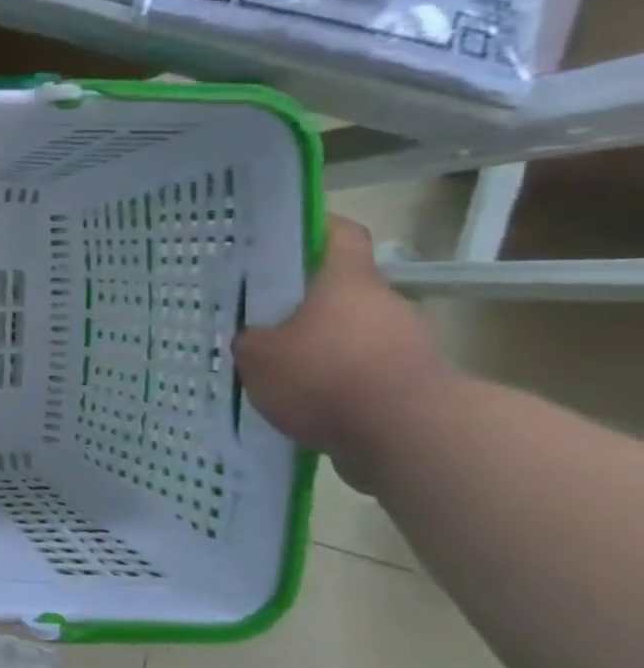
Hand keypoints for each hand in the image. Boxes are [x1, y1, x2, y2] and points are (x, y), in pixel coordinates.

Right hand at [233, 216, 448, 486]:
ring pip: (351, 334)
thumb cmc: (326, 376)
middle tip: (259, 321)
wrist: (414, 437)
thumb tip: (256, 338)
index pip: (339, 235)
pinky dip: (337, 384)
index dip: (313, 230)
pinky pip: (364, 373)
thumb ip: (251, 340)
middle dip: (302, 305)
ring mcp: (407, 344)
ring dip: (319, 349)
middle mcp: (383, 304)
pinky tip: (304, 405)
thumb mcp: (257, 356)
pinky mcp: (416, 385)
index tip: (281, 239)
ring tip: (276, 372)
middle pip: (340, 291)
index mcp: (346, 282)